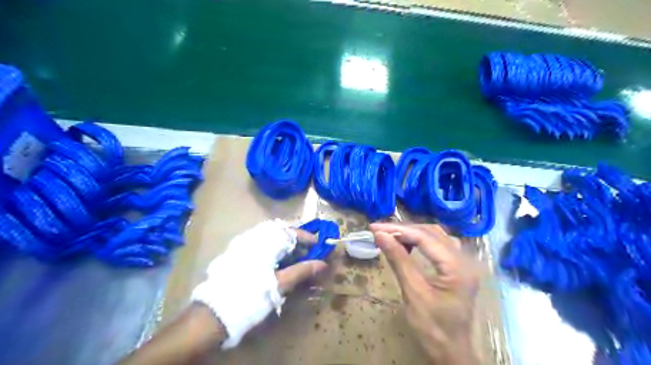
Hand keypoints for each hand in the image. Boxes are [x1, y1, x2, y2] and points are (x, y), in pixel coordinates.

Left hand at [191, 218, 325, 348]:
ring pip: (269, 237)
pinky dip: (271, 248)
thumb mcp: (280, 284)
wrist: (215, 312)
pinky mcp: (235, 252)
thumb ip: (302, 271)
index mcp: (266, 241)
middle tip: (306, 252)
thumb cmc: (252, 295)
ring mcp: (243, 243)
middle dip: (295, 240)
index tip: (318, 245)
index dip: (307, 237)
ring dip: (283, 244)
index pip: (292, 231)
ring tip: (293, 258)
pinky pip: (259, 243)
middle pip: (280, 231)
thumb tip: (322, 263)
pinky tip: (275, 262)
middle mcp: (254, 237)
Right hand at [371, 222, 476, 364]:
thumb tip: (380, 235)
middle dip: (403, 230)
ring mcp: (463, 262)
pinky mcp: (458, 267)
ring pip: (435, 236)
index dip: (398, 230)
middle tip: (379, 231)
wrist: (451, 351)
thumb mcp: (413, 293)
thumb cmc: (432, 327)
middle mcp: (464, 259)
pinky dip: (421, 241)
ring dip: (412, 233)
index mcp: (457, 267)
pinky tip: (408, 243)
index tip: (375, 228)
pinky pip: (439, 244)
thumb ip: (398, 260)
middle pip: (431, 233)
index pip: (425, 237)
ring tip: (390, 235)